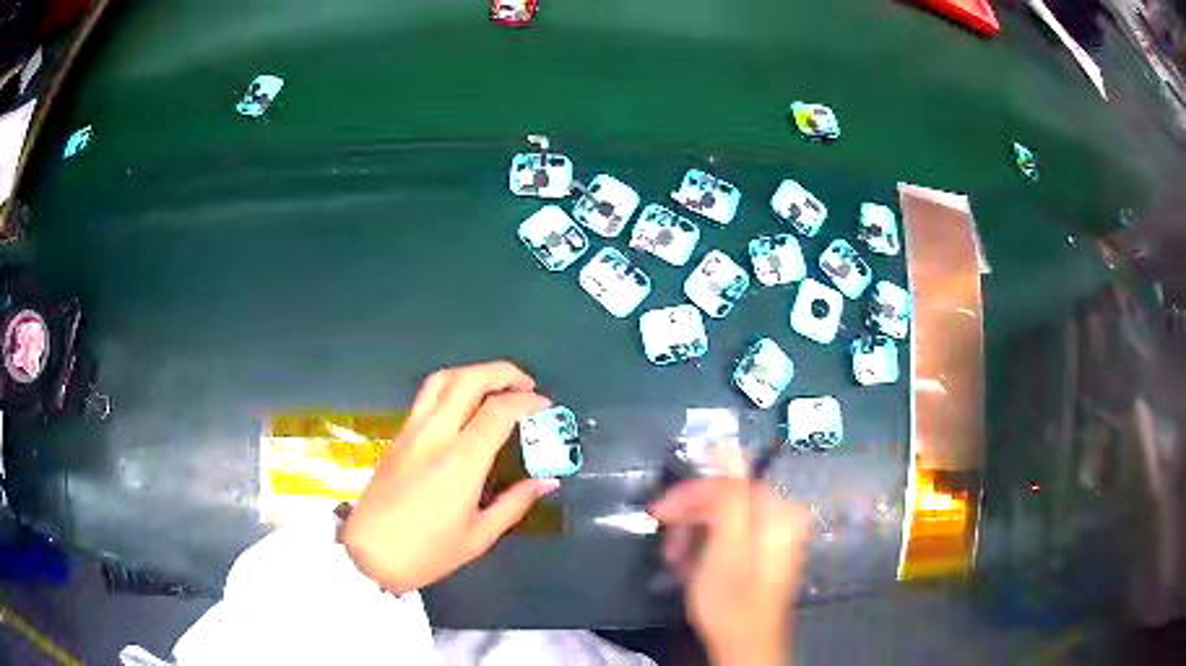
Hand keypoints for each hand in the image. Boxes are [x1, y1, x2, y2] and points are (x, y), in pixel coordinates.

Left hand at [342, 361, 559, 592]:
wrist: (370, 554)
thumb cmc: (428, 552)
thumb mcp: (479, 535)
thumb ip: (516, 503)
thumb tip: (548, 481)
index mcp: (461, 461)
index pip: (499, 410)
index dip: (527, 401)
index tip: (545, 406)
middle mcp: (435, 435)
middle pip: (469, 380)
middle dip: (503, 373)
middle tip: (525, 385)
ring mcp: (412, 431)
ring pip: (442, 379)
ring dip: (474, 373)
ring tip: (495, 387)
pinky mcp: (397, 435)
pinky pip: (426, 396)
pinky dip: (451, 386)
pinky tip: (463, 405)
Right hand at [649, 479, 810, 665]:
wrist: (744, 645)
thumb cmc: (732, 597)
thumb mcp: (726, 543)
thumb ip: (729, 493)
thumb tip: (725, 444)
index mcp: (780, 511)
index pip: (729, 483)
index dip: (690, 495)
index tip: (657, 512)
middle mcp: (783, 517)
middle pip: (728, 501)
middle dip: (692, 521)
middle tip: (668, 545)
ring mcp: (775, 537)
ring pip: (725, 519)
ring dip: (695, 536)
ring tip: (677, 561)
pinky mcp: (763, 554)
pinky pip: (730, 536)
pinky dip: (707, 548)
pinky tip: (692, 566)